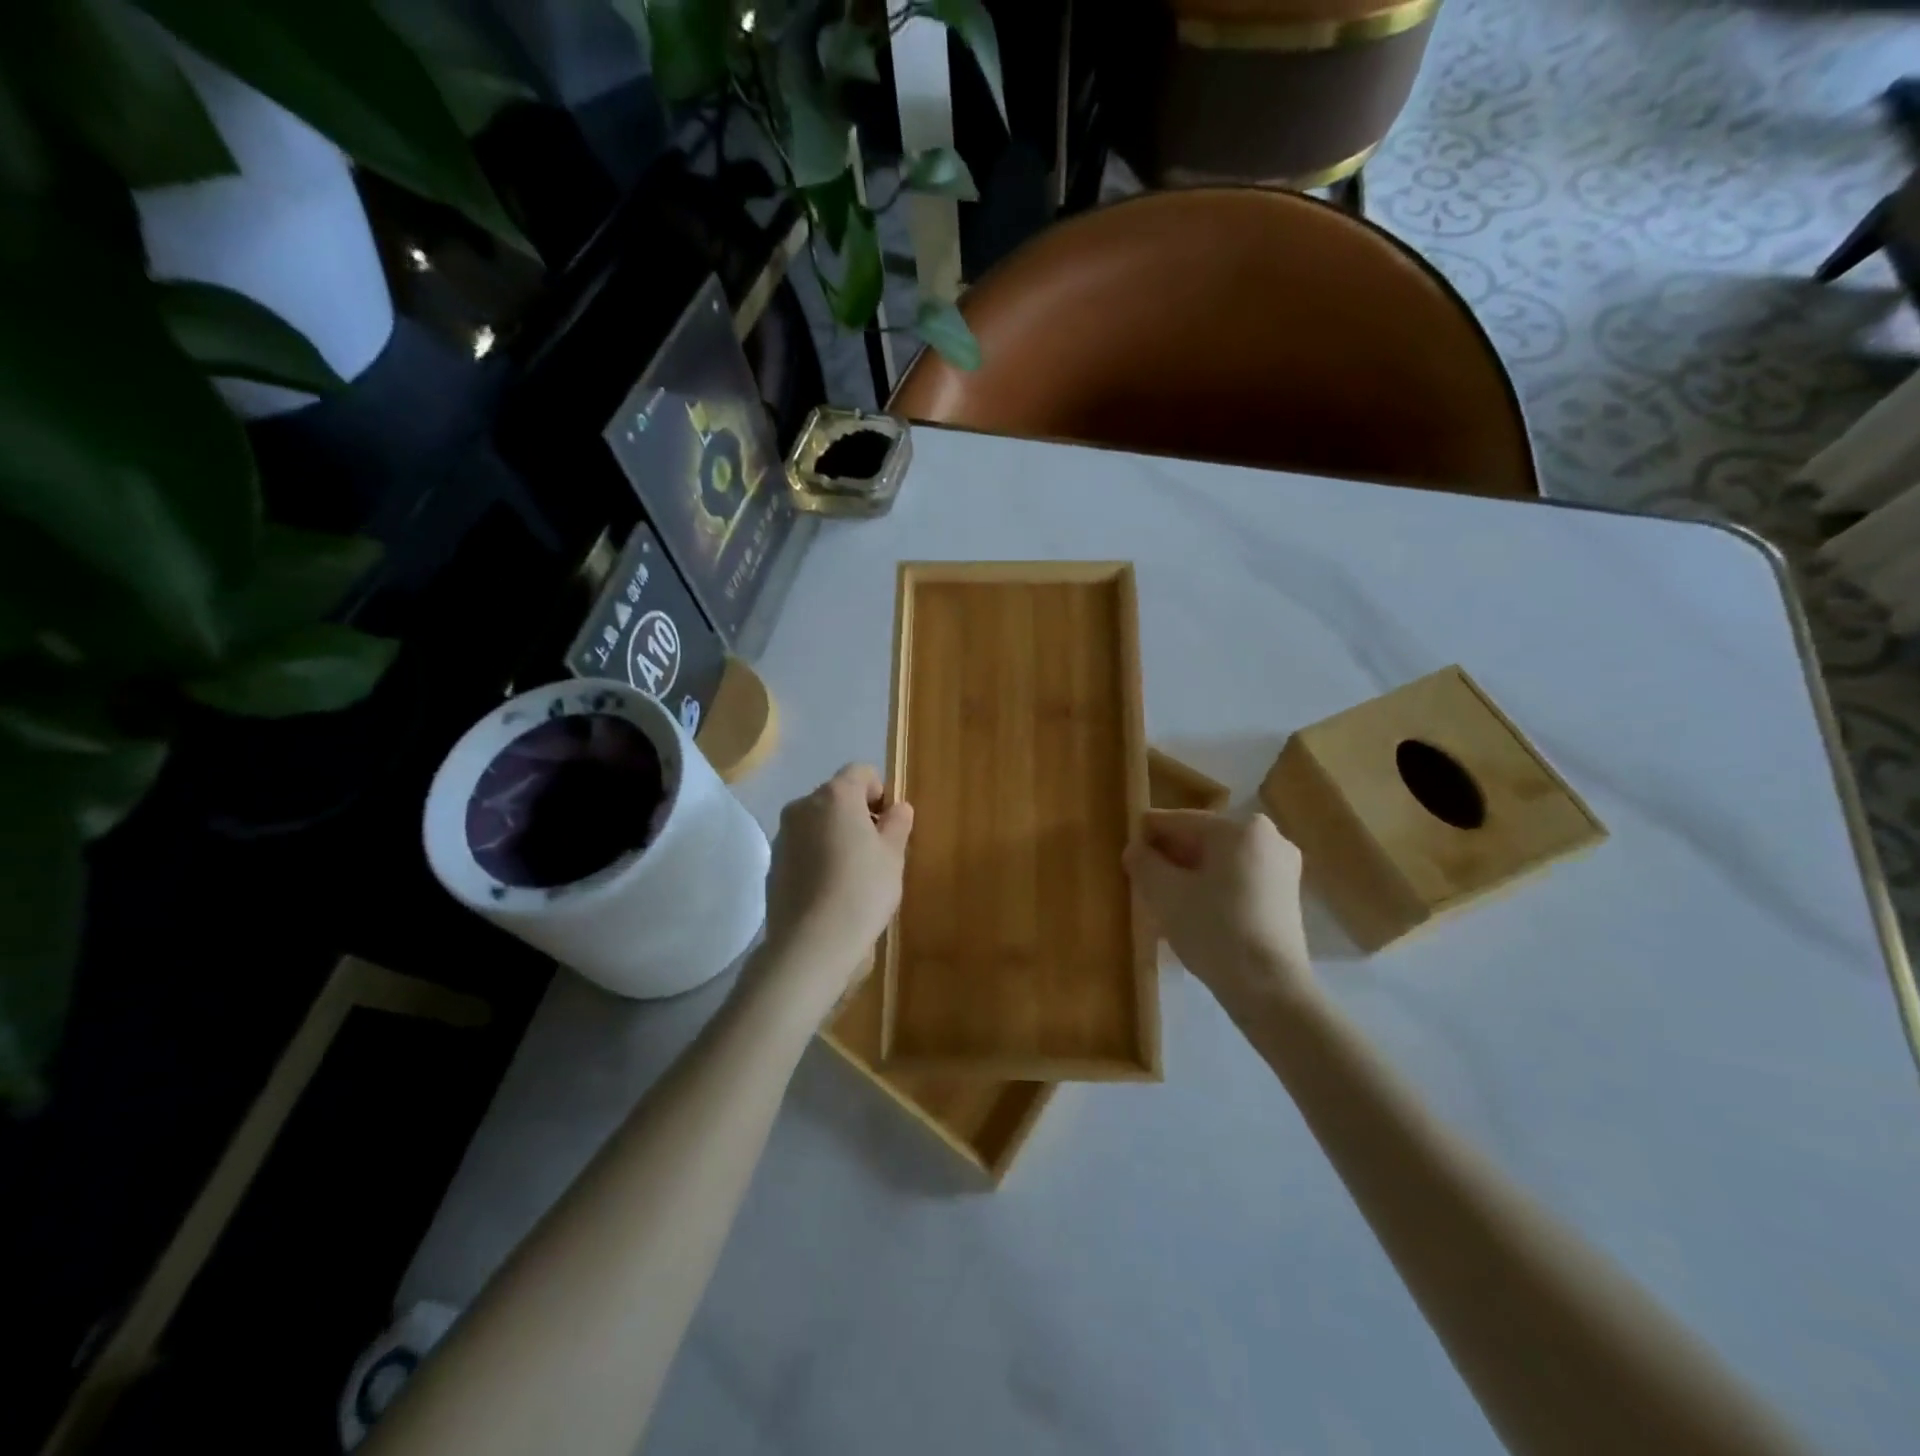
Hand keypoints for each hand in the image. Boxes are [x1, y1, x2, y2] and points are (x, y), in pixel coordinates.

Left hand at [762, 764, 913, 999]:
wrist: (811, 942)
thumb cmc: (862, 890)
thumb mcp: (893, 856)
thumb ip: (897, 824)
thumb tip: (898, 808)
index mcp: (836, 795)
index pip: (861, 772)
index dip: (880, 792)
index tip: (889, 824)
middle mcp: (804, 806)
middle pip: (836, 796)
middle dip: (857, 814)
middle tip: (875, 850)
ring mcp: (783, 835)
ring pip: (816, 823)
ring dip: (834, 835)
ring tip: (851, 874)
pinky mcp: (773, 863)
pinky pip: (802, 848)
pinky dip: (816, 857)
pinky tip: (829, 890)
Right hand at [1124, 810, 1314, 1017]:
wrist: (1270, 989)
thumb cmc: (1215, 930)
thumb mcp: (1165, 893)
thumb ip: (1143, 862)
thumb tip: (1134, 848)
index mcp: (1239, 828)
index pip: (1178, 821)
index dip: (1145, 835)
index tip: (1124, 854)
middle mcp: (1267, 836)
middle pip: (1201, 839)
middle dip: (1170, 857)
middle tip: (1141, 880)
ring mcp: (1281, 867)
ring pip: (1219, 861)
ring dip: (1189, 874)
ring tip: (1163, 900)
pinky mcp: (1285, 895)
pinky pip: (1237, 878)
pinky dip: (1213, 888)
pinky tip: (1192, 912)